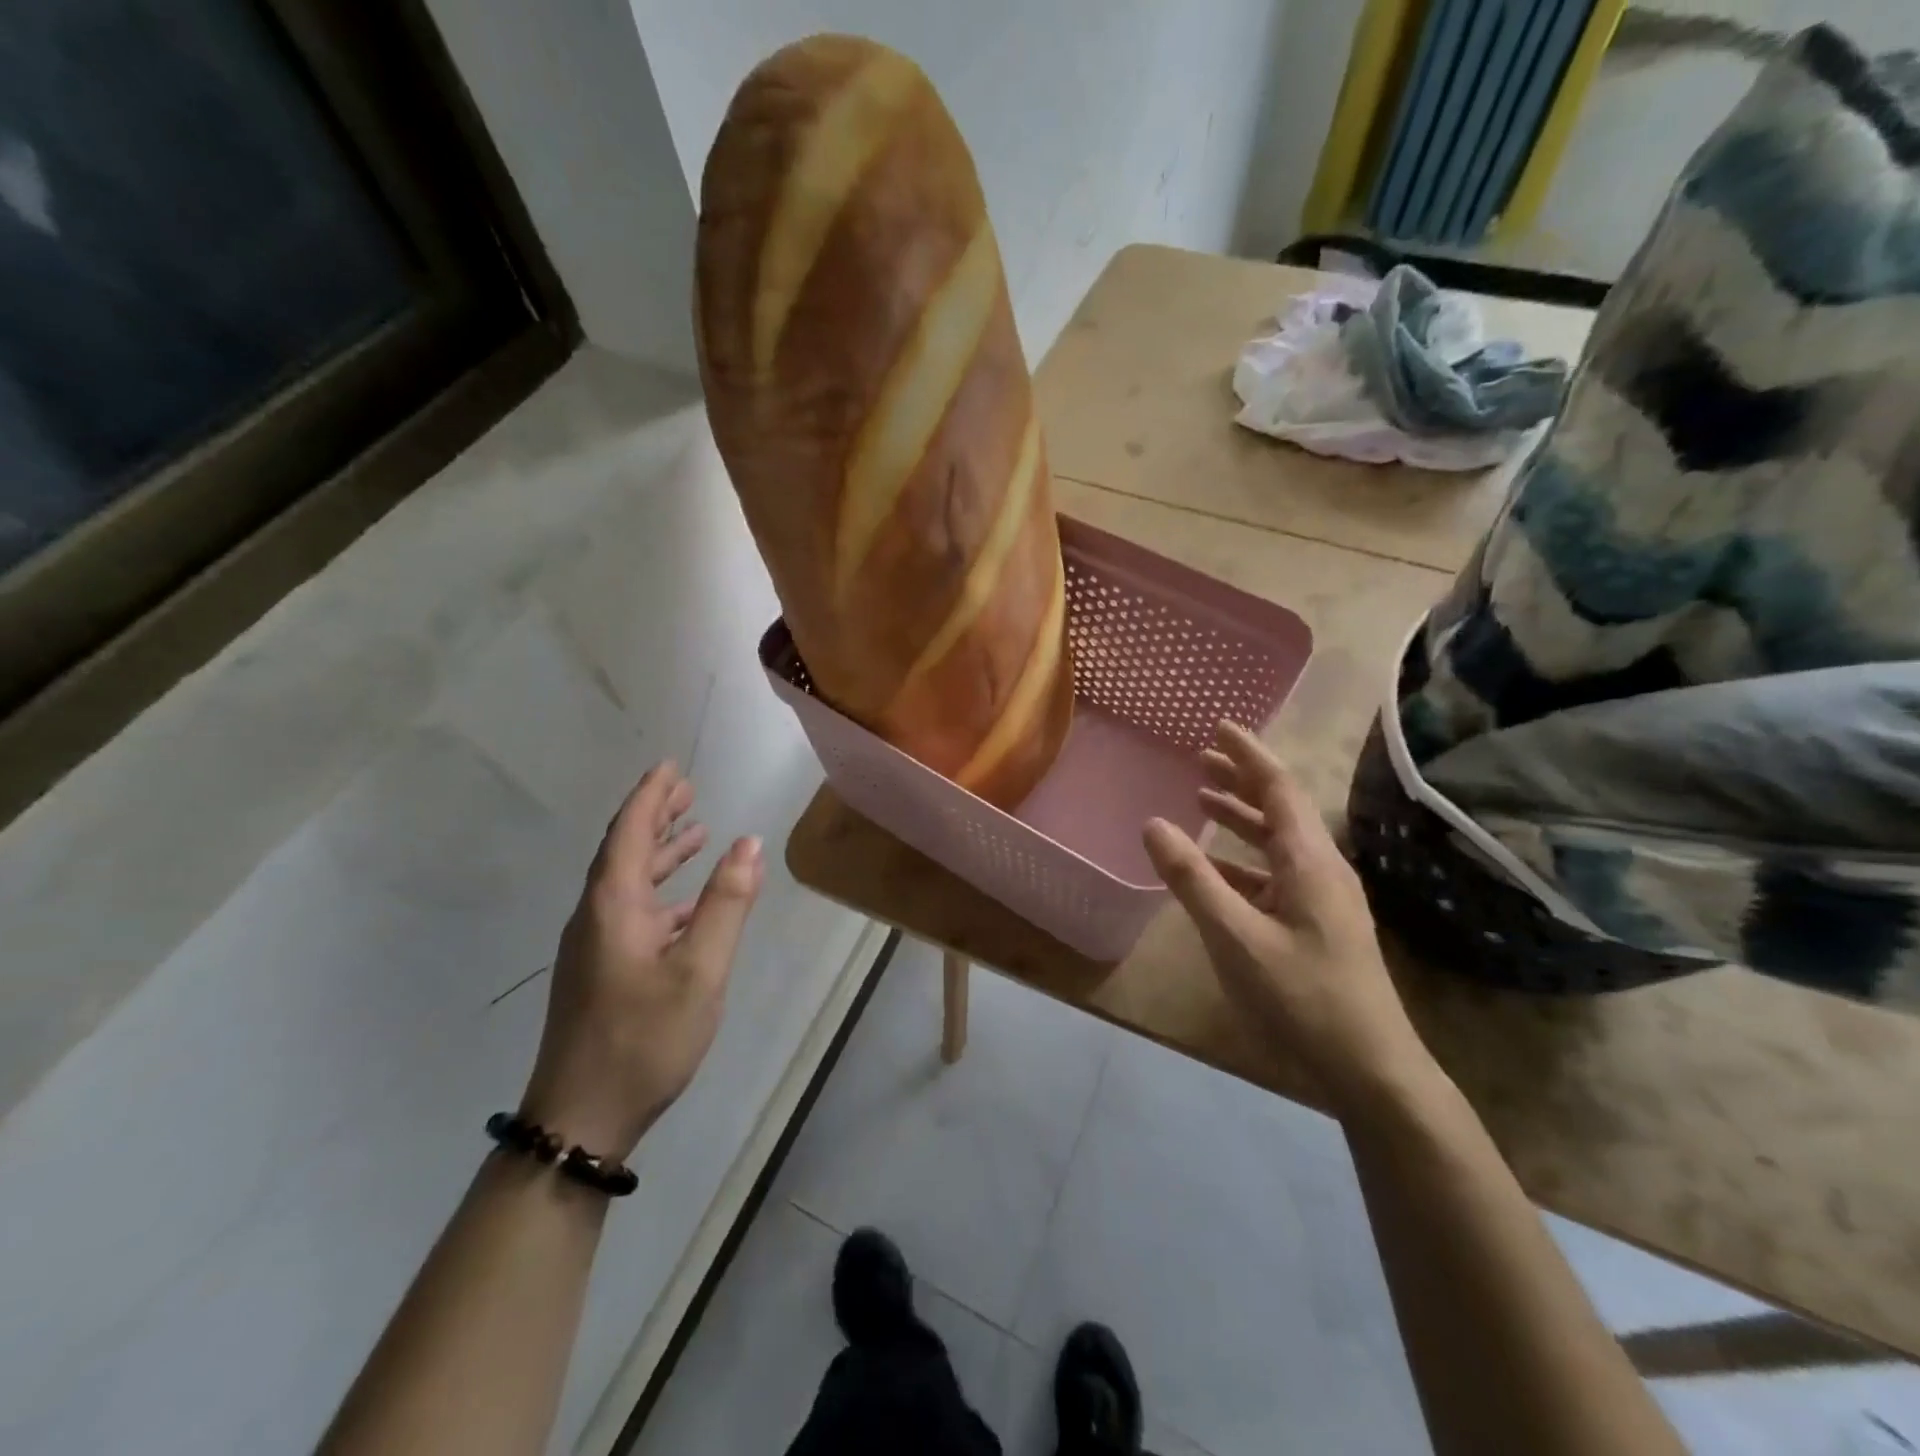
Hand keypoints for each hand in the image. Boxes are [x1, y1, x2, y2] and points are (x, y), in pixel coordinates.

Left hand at [518, 762, 763, 1160]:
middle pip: (624, 851)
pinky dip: (661, 892)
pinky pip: (632, 911)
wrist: (580, 1119)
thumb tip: (748, 842)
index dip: (651, 795)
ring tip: (695, 830)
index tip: (671, 765)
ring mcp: (595, 947)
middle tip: (688, 789)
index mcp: (613, 906)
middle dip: (656, 816)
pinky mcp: (600, 972)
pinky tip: (687, 903)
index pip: (630, 832)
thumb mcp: (700, 970)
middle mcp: (596, 916)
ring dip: (659, 852)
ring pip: (628, 882)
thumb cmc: (643, 1039)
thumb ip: (726, 903)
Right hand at [1142, 722, 1434, 1116]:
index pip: (1277, 788)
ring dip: (1241, 818)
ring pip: (1278, 841)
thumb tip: (1154, 823)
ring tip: (1201, 801)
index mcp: (1309, 861)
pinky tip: (1215, 869)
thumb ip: (1192, 879)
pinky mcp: (1317, 923)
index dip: (1247, 754)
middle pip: (1280, 808)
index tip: (1219, 726)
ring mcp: (1322, 898)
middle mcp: (1321, 868)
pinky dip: (1243, 859)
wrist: (1369, 1067)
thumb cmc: (1302, 997)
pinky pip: (1275, 873)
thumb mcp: (1236, 937)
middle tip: (1200, 759)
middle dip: (1240, 780)